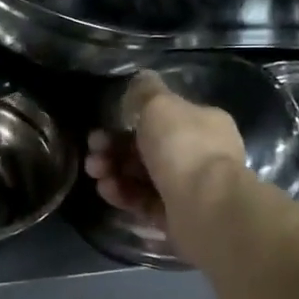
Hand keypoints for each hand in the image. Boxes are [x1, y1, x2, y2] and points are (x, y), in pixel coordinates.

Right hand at [84, 71, 246, 226]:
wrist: (205, 207)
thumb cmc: (183, 147)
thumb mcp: (159, 104)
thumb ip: (145, 91)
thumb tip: (139, 81)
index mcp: (203, 124)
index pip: (163, 118)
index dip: (130, 119)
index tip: (106, 123)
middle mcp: (199, 155)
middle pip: (148, 148)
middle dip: (115, 147)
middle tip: (93, 151)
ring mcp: (189, 188)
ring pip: (143, 176)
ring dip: (114, 171)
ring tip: (96, 172)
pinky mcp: (176, 217)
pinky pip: (144, 202)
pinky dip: (123, 194)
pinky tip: (107, 189)